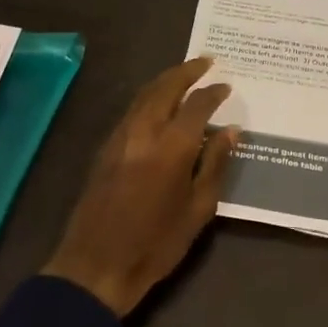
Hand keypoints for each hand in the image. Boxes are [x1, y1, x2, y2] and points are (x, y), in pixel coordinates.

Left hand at [43, 58, 237, 317]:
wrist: (96, 264)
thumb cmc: (156, 244)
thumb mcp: (198, 209)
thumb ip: (214, 164)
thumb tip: (231, 132)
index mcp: (171, 146)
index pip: (196, 105)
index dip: (213, 93)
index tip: (227, 87)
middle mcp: (143, 132)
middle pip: (164, 87)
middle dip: (186, 71)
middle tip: (206, 62)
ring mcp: (119, 138)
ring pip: (143, 95)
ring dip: (165, 80)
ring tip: (184, 75)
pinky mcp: (105, 149)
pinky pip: (131, 111)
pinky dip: (149, 98)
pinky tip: (159, 105)